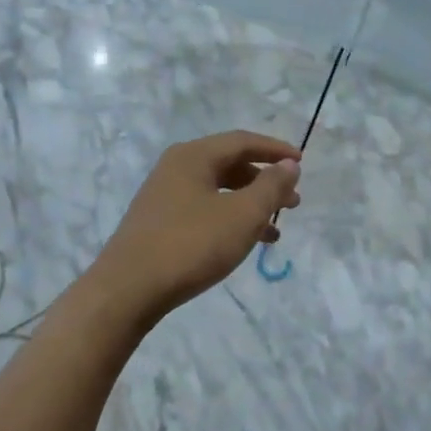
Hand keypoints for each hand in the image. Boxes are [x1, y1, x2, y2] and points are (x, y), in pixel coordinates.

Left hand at [90, 132, 301, 324]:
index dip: (275, 150)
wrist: (128, 289)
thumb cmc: (191, 245)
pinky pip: (203, 210)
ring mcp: (163, 195)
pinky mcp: (158, 222)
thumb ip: (271, 187)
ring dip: (249, 205)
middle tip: (292, 202)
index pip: (242, 141)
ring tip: (274, 230)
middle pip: (229, 164)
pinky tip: (242, 244)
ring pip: (217, 191)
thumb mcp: (242, 215)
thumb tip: (289, 165)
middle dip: (264, 182)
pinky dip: (228, 220)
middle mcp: (176, 168)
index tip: (301, 164)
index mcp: (193, 156)